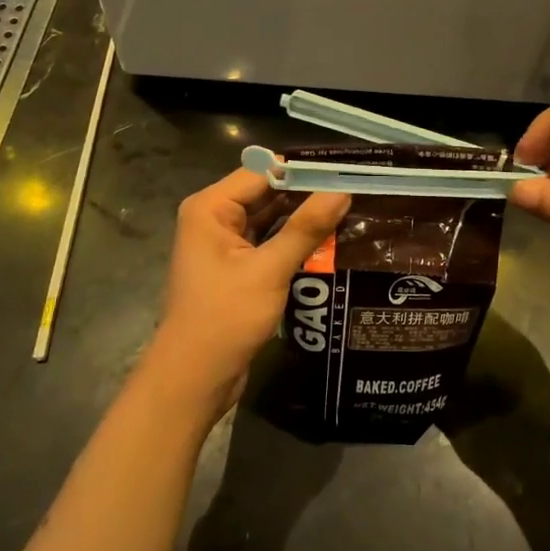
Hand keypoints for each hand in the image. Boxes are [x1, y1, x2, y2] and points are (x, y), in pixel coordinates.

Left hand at [143, 170, 350, 423]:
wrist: (194, 378)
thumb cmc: (225, 318)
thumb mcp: (269, 270)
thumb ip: (306, 228)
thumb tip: (341, 192)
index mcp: (211, 208)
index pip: (263, 172)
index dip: (303, 171)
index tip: (346, 172)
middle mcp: (214, 219)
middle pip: (267, 194)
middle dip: (307, 195)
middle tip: (355, 193)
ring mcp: (224, 245)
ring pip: (270, 220)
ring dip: (303, 221)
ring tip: (351, 214)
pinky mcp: (236, 269)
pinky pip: (268, 244)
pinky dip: (293, 243)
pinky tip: (330, 244)